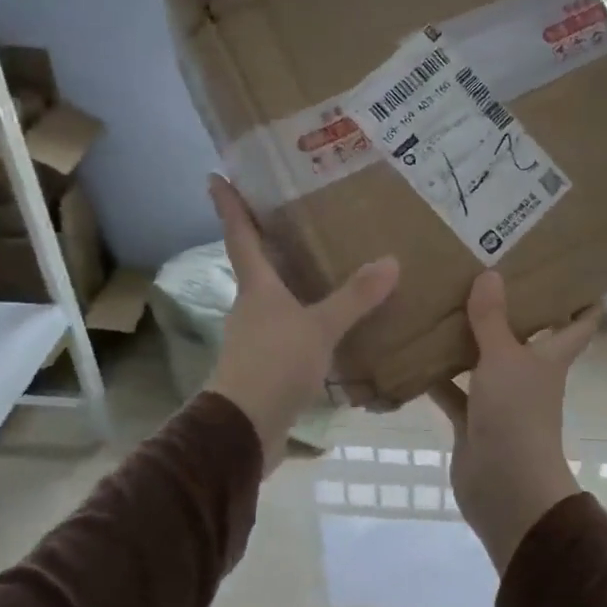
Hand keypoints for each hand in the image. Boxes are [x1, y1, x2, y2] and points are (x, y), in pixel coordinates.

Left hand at [205, 176, 398, 466]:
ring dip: (291, 281)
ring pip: (274, 298)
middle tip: (293, 213)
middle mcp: (251, 307)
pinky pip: (289, 329)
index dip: (229, 205)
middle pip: (256, 264)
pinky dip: (306, 318)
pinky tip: (331, 322)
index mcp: (256, 288)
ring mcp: (256, 337)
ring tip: (324, 265)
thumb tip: (391, 261)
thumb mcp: (320, 328)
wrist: (244, 430)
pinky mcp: (267, 364)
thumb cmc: (274, 366)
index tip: (216, 176)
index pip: (240, 236)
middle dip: (268, 239)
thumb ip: (355, 297)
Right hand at [428, 271, 600, 572]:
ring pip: (483, 361)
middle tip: (486, 271)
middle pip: (526, 336)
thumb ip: (493, 319)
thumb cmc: (516, 415)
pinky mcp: (473, 420)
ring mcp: (500, 399)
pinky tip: (413, 353)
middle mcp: (528, 374)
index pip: (580, 324)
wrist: (505, 487)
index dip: (584, 300)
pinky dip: (437, 377)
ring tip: (442, 302)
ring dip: (466, 340)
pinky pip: (454, 391)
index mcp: (549, 357)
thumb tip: (491, 274)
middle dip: (510, 309)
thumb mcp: (503, 359)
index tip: (574, 272)